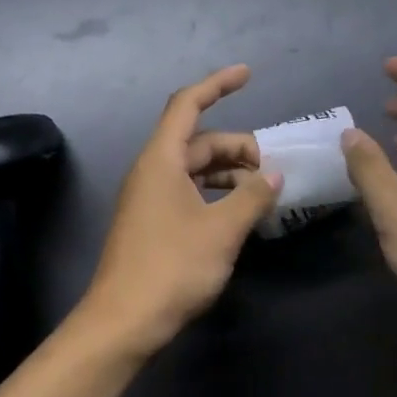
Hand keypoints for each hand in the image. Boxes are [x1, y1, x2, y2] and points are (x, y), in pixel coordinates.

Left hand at [78, 65, 281, 355]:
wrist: (123, 322)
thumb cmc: (172, 267)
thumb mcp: (222, 230)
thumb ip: (252, 196)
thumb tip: (273, 175)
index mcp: (162, 160)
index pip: (188, 104)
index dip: (217, 84)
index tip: (248, 74)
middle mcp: (152, 171)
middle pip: (198, 141)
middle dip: (237, 147)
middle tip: (274, 170)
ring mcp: (149, 198)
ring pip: (195, 169)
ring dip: (229, 174)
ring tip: (263, 193)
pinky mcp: (152, 223)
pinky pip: (189, 192)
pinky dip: (216, 194)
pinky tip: (240, 214)